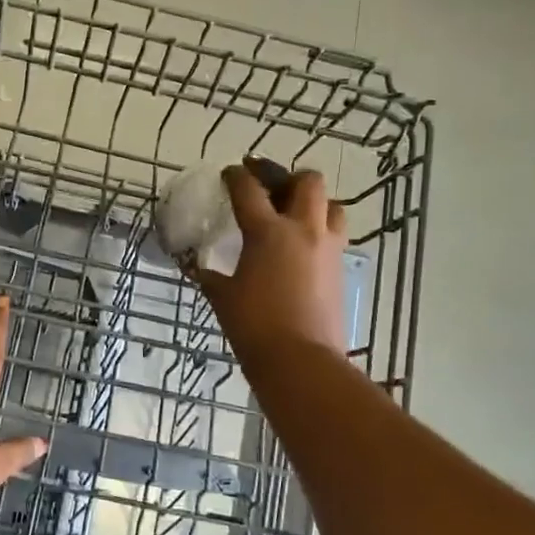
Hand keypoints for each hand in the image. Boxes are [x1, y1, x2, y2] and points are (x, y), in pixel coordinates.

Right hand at [192, 164, 349, 361]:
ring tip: (293, 214)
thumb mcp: (222, 297)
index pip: (249, 189)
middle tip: (268, 186)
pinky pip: (334, 235)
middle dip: (286, 177)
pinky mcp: (340, 269)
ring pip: (330, 205)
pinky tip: (301, 247)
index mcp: (268, 232)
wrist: (300, 360)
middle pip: (306, 181)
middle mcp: (303, 230)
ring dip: (312, 202)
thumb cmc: (254, 326)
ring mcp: (327, 248)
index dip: (236, 176)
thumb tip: (194, 266)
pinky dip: (319, 231)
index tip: (229, 173)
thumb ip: (208, 275)